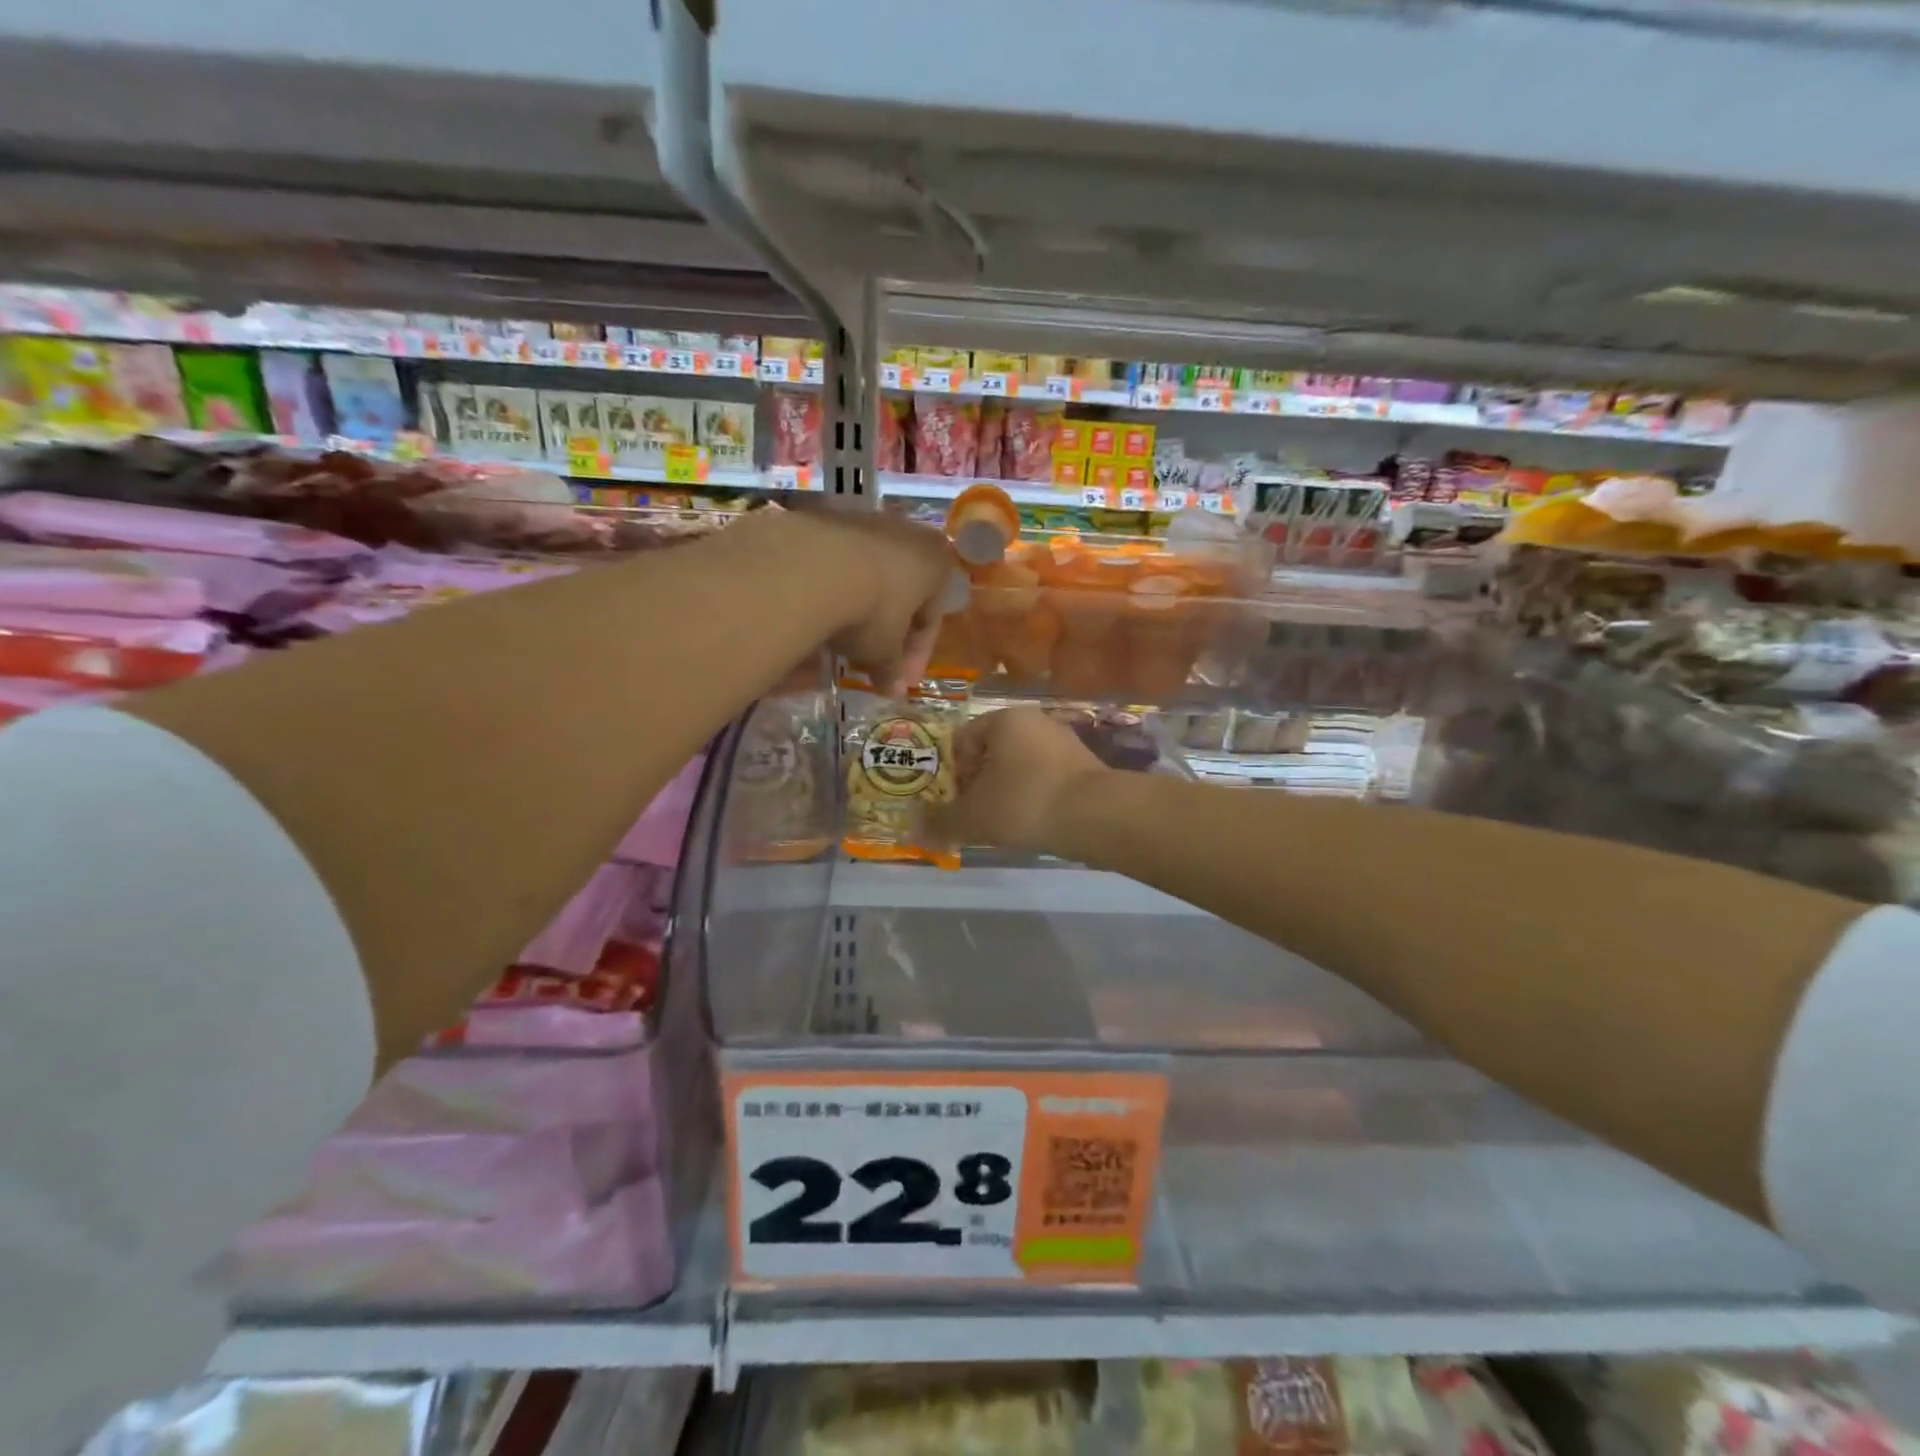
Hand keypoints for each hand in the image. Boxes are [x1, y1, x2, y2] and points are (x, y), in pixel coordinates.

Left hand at [776, 506, 958, 695]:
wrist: (815, 567)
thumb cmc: (873, 610)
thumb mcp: (885, 650)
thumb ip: (892, 669)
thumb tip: (895, 691)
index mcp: (937, 563)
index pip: (931, 618)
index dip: (916, 656)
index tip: (899, 681)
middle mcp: (909, 535)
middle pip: (903, 594)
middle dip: (890, 632)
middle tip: (874, 663)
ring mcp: (867, 523)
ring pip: (872, 577)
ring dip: (862, 610)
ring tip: (843, 642)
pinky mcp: (828, 520)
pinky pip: (841, 566)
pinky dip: (836, 592)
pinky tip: (821, 615)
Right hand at [930, 707, 1107, 853]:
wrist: (1096, 816)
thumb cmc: (1024, 803)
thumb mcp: (973, 817)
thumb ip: (940, 823)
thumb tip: (912, 830)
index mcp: (1003, 719)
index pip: (960, 740)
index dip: (950, 773)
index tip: (952, 802)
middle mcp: (1034, 720)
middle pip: (990, 752)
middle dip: (978, 783)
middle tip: (974, 815)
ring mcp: (1063, 740)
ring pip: (1019, 765)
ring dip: (1006, 791)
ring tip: (1003, 822)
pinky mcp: (1084, 764)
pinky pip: (1045, 777)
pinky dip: (1033, 796)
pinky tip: (1033, 821)